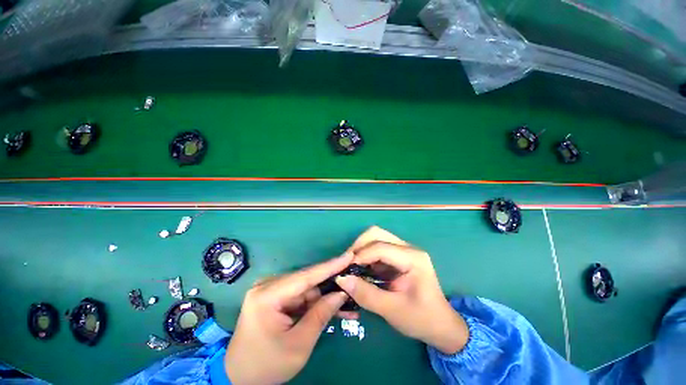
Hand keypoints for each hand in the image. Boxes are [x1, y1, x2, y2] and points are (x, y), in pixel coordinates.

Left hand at [225, 253, 354, 383]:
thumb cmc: (266, 366)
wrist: (240, 378)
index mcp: (267, 296)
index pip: (305, 276)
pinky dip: (316, 303)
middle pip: (307, 282)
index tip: (349, 256)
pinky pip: (301, 296)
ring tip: (348, 304)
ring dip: (325, 297)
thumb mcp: (298, 345)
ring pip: (307, 289)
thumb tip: (342, 293)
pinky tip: (333, 308)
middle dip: (330, 285)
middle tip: (353, 285)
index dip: (330, 266)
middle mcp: (268, 286)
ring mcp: (271, 291)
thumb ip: (321, 315)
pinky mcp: (275, 297)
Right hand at [336, 226, 468, 353]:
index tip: (344, 270)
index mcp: (413, 258)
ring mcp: (404, 250)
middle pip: (377, 234)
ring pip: (376, 238)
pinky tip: (361, 269)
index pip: (380, 247)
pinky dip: (366, 255)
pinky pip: (378, 248)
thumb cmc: (421, 319)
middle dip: (359, 246)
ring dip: (361, 249)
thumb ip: (366, 294)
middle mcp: (408, 248)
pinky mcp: (399, 256)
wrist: (441, 326)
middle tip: (347, 264)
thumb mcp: (392, 310)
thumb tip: (341, 279)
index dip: (360, 256)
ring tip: (352, 266)